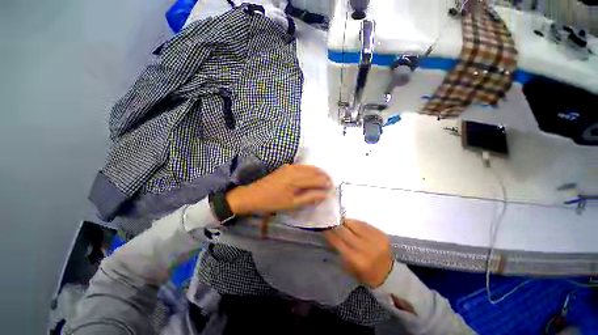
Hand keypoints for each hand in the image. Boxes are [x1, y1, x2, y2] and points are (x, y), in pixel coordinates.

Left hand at [225, 164, 331, 215]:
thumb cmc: (272, 202)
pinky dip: (310, 170)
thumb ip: (309, 198)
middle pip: (314, 170)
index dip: (325, 183)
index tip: (332, 187)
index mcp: (296, 179)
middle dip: (324, 176)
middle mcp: (294, 169)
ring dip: (318, 172)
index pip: (316, 179)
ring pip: (308, 167)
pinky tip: (312, 175)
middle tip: (331, 182)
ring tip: (324, 179)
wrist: (252, 195)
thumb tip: (324, 194)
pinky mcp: (285, 167)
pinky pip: (302, 166)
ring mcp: (289, 166)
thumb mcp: (292, 204)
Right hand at [324, 219, 393, 287]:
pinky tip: (353, 225)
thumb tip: (329, 234)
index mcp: (357, 260)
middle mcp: (366, 248)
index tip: (322, 227)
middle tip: (329, 222)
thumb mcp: (349, 268)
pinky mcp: (380, 233)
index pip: (337, 241)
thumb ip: (339, 250)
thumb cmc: (365, 274)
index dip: (328, 232)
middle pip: (344, 230)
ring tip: (341, 223)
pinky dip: (355, 223)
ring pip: (353, 223)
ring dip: (345, 222)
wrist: (388, 274)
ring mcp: (374, 239)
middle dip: (335, 225)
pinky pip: (363, 223)